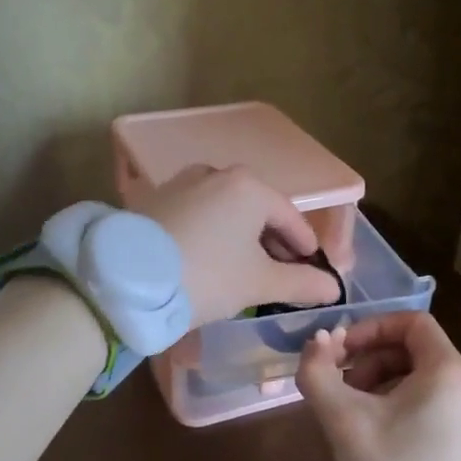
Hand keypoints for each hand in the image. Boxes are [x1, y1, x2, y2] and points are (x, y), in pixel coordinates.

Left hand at [136, 165, 341, 326]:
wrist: (127, 281)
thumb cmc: (206, 276)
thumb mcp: (259, 283)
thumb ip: (301, 282)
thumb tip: (333, 287)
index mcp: (249, 186)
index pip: (291, 219)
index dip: (306, 249)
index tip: (313, 273)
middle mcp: (216, 173)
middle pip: (258, 211)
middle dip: (273, 244)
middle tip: (280, 277)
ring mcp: (182, 183)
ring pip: (226, 212)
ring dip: (241, 240)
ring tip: (243, 272)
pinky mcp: (155, 200)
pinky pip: (198, 215)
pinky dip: (212, 235)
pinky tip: (208, 262)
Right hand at [295, 313, 460, 460]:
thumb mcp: (343, 422)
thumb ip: (319, 373)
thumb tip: (316, 342)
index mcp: (450, 373)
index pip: (411, 322)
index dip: (370, 327)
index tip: (339, 353)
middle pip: (416, 352)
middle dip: (371, 361)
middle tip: (340, 390)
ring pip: (425, 383)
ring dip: (383, 387)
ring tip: (354, 419)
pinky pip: (437, 411)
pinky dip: (404, 411)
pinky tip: (379, 444)